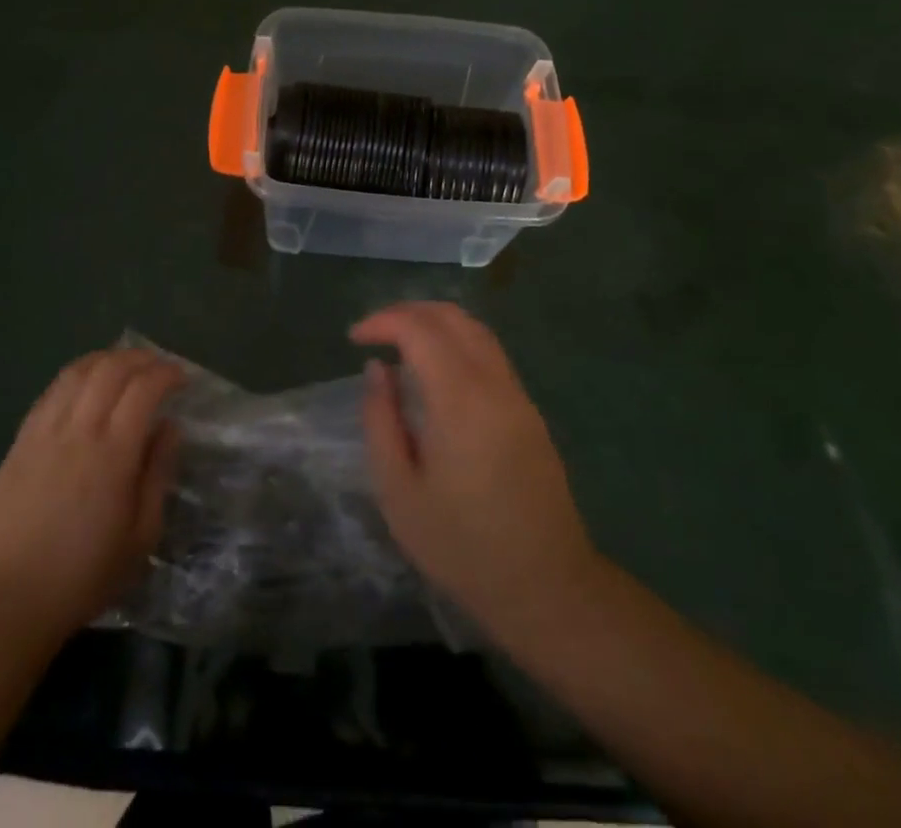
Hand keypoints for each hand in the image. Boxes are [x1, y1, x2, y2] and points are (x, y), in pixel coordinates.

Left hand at [0, 349, 182, 636]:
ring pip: (77, 372)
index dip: (166, 373)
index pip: (144, 388)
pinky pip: (51, 392)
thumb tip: (169, 428)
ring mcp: (43, 432)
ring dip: (106, 359)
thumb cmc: (83, 576)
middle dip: (140, 358)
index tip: (182, 378)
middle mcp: (78, 430)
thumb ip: (158, 473)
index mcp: (113, 453)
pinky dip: (75, 376)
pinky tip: (85, 384)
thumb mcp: (141, 536)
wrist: (6, 603)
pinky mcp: (19, 442)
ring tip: (124, 366)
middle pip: (111, 369)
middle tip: (158, 366)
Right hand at [355, 303, 604, 639]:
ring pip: (476, 330)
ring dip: (435, 323)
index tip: (353, 338)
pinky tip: (435, 371)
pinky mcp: (529, 411)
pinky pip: (490, 354)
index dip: (383, 321)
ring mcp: (518, 395)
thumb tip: (378, 369)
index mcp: (460, 399)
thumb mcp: (400, 492)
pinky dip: (457, 342)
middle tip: (373, 332)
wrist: (547, 587)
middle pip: (452, 317)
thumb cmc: (463, 547)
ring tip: (400, 344)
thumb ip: (381, 421)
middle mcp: (494, 383)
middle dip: (408, 312)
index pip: (419, 329)